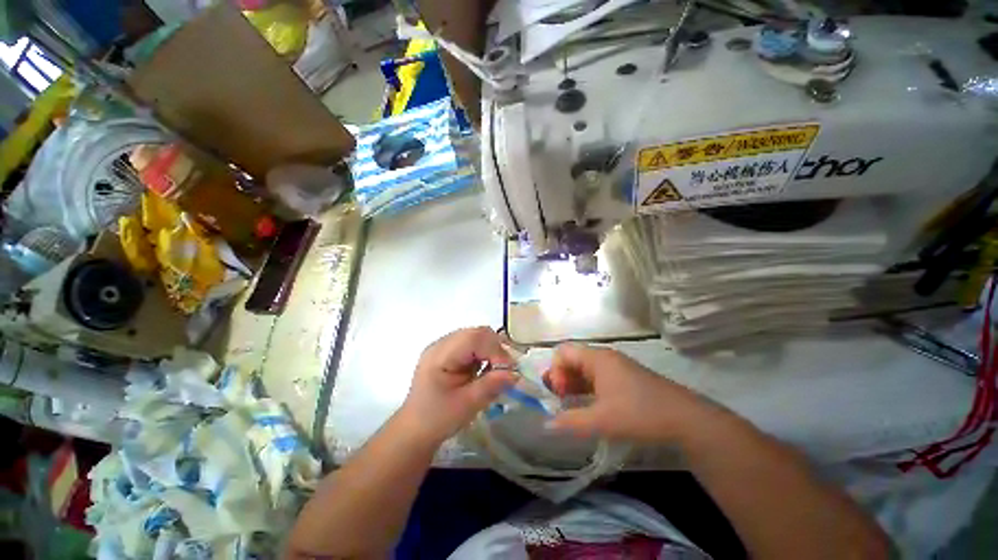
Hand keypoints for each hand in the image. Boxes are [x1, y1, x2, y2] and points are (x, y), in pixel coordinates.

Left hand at [399, 327, 517, 443]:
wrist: (414, 431)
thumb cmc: (437, 419)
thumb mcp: (466, 405)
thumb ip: (490, 386)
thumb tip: (515, 373)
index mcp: (441, 354)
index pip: (475, 338)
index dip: (496, 350)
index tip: (509, 371)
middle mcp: (442, 344)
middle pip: (477, 333)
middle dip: (496, 349)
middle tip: (505, 371)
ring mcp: (445, 347)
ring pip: (477, 337)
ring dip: (491, 351)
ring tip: (496, 372)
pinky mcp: (450, 353)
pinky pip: (473, 345)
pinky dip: (485, 354)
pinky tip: (485, 370)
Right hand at [544, 343, 719, 442]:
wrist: (686, 419)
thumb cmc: (640, 413)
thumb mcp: (602, 421)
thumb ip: (571, 421)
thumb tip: (547, 425)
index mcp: (597, 359)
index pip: (563, 352)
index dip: (555, 371)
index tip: (560, 394)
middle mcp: (605, 358)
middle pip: (573, 359)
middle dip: (563, 378)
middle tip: (563, 400)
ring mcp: (617, 367)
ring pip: (586, 369)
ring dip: (575, 384)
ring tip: (572, 405)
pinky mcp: (626, 378)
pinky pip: (598, 377)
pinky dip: (588, 388)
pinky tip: (590, 406)